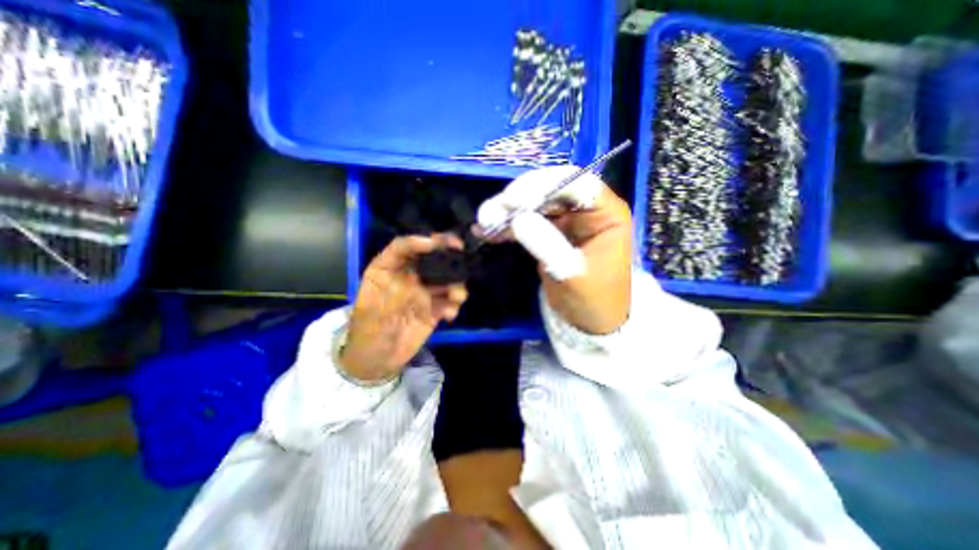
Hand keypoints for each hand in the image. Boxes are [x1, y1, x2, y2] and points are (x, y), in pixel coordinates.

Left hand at [341, 234, 466, 380]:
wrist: (376, 362)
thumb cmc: (366, 333)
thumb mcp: (369, 309)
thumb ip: (392, 289)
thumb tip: (415, 276)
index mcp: (387, 270)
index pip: (402, 248)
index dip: (418, 242)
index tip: (435, 243)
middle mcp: (408, 276)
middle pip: (429, 257)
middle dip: (447, 251)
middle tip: (460, 249)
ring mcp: (423, 292)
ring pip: (445, 278)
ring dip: (456, 283)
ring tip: (457, 296)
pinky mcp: (435, 308)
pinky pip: (450, 300)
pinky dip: (454, 305)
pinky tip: (449, 315)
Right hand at [479, 165, 630, 331]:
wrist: (588, 322)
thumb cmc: (592, 300)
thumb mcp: (571, 274)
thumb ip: (547, 244)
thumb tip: (518, 218)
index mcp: (605, 214)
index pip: (577, 183)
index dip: (544, 185)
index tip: (514, 201)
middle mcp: (586, 210)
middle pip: (550, 189)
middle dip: (519, 198)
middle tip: (492, 212)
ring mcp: (565, 220)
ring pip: (533, 204)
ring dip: (507, 211)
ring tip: (484, 222)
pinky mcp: (549, 232)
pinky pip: (526, 222)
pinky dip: (506, 226)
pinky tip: (485, 231)